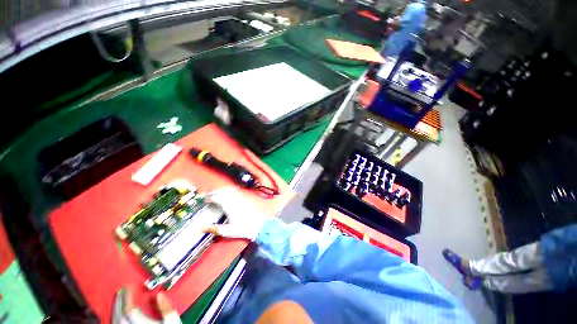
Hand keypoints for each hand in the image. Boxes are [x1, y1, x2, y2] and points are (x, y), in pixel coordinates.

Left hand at [112, 286, 180, 323]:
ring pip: (115, 322)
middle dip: (120, 301)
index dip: (127, 295)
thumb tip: (160, 295)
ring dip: (116, 310)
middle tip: (122, 291)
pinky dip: (116, 320)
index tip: (129, 286)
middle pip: (119, 314)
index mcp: (140, 323)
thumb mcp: (172, 322)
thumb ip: (166, 308)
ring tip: (119, 302)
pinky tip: (118, 318)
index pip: (129, 307)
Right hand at [206, 188, 267, 240]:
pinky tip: (229, 194)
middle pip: (223, 191)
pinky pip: (237, 190)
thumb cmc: (244, 229)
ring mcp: (241, 198)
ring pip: (230, 189)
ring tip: (218, 194)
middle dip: (215, 192)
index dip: (210, 197)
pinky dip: (230, 190)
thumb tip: (202, 228)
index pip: (217, 197)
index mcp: (230, 206)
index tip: (206, 200)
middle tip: (210, 196)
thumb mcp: (228, 231)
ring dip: (222, 190)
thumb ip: (215, 229)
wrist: (259, 226)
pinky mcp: (246, 198)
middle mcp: (235, 200)